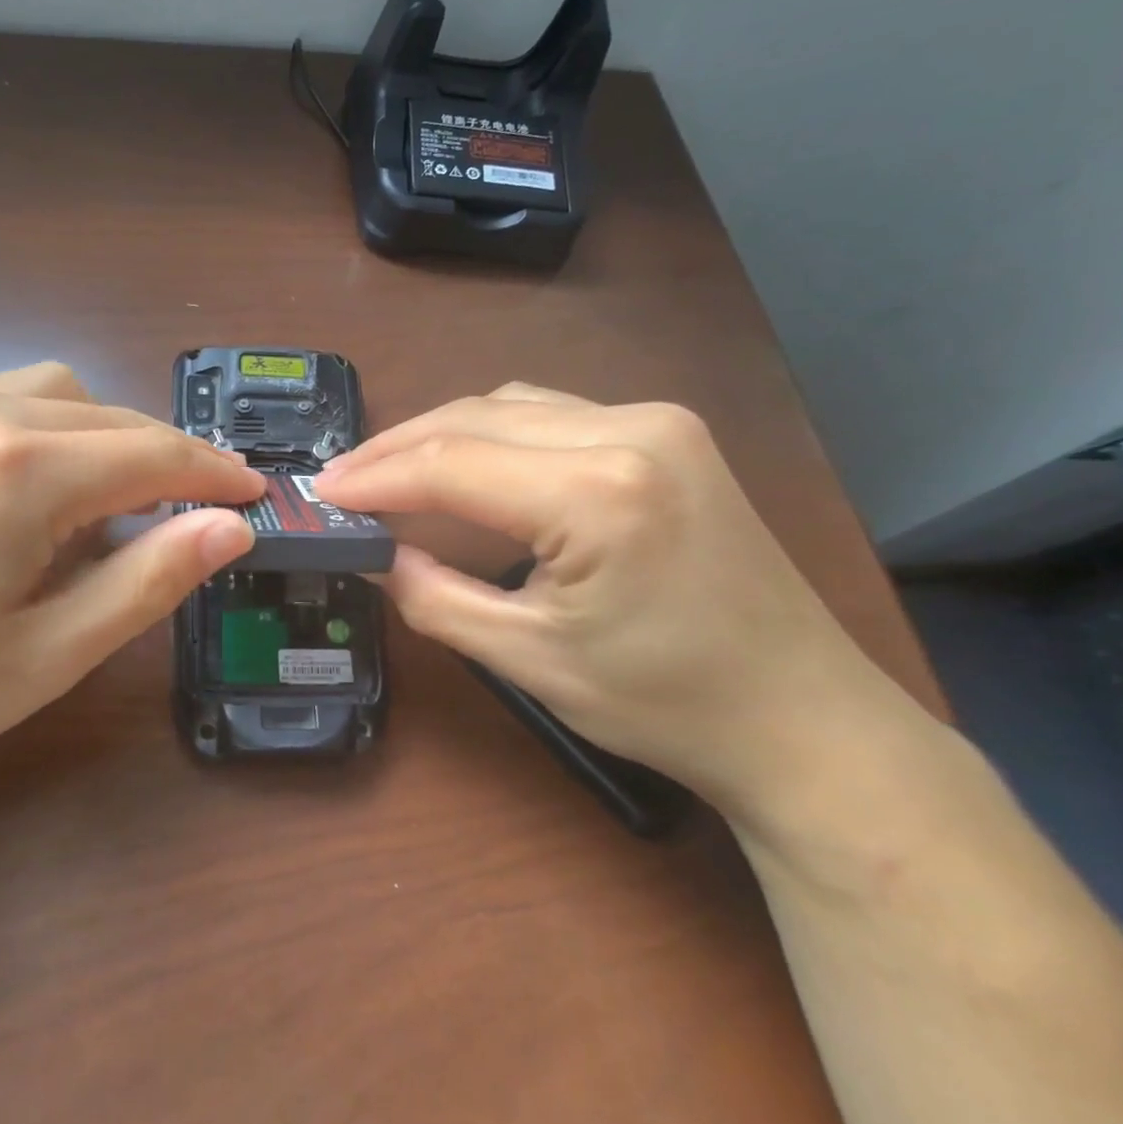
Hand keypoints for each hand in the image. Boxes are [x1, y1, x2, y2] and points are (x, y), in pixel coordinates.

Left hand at [0, 363, 262, 805]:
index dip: (214, 474)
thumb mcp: (49, 653)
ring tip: (106, 515)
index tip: (256, 494)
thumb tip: (231, 527)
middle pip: (108, 417)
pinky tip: (31, 499)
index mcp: (17, 467)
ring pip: (56, 397)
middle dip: (164, 462)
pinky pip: (1, 405)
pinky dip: (47, 437)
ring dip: (104, 443)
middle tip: (193, 519)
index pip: (151, 453)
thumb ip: (149, 578)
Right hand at [313, 384, 892, 817]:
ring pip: (509, 405)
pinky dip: (490, 435)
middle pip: (475, 418)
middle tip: (342, 483)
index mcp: (598, 492)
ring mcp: (657, 421)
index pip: (451, 464)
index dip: (375, 477)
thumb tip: (373, 554)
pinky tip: (464, 467)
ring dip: (441, 436)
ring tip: (388, 475)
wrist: (803, 718)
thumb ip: (431, 596)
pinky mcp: (667, 432)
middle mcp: (630, 429)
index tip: (319, 493)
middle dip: (398, 448)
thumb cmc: (665, 703)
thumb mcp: (526, 658)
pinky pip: (549, 415)